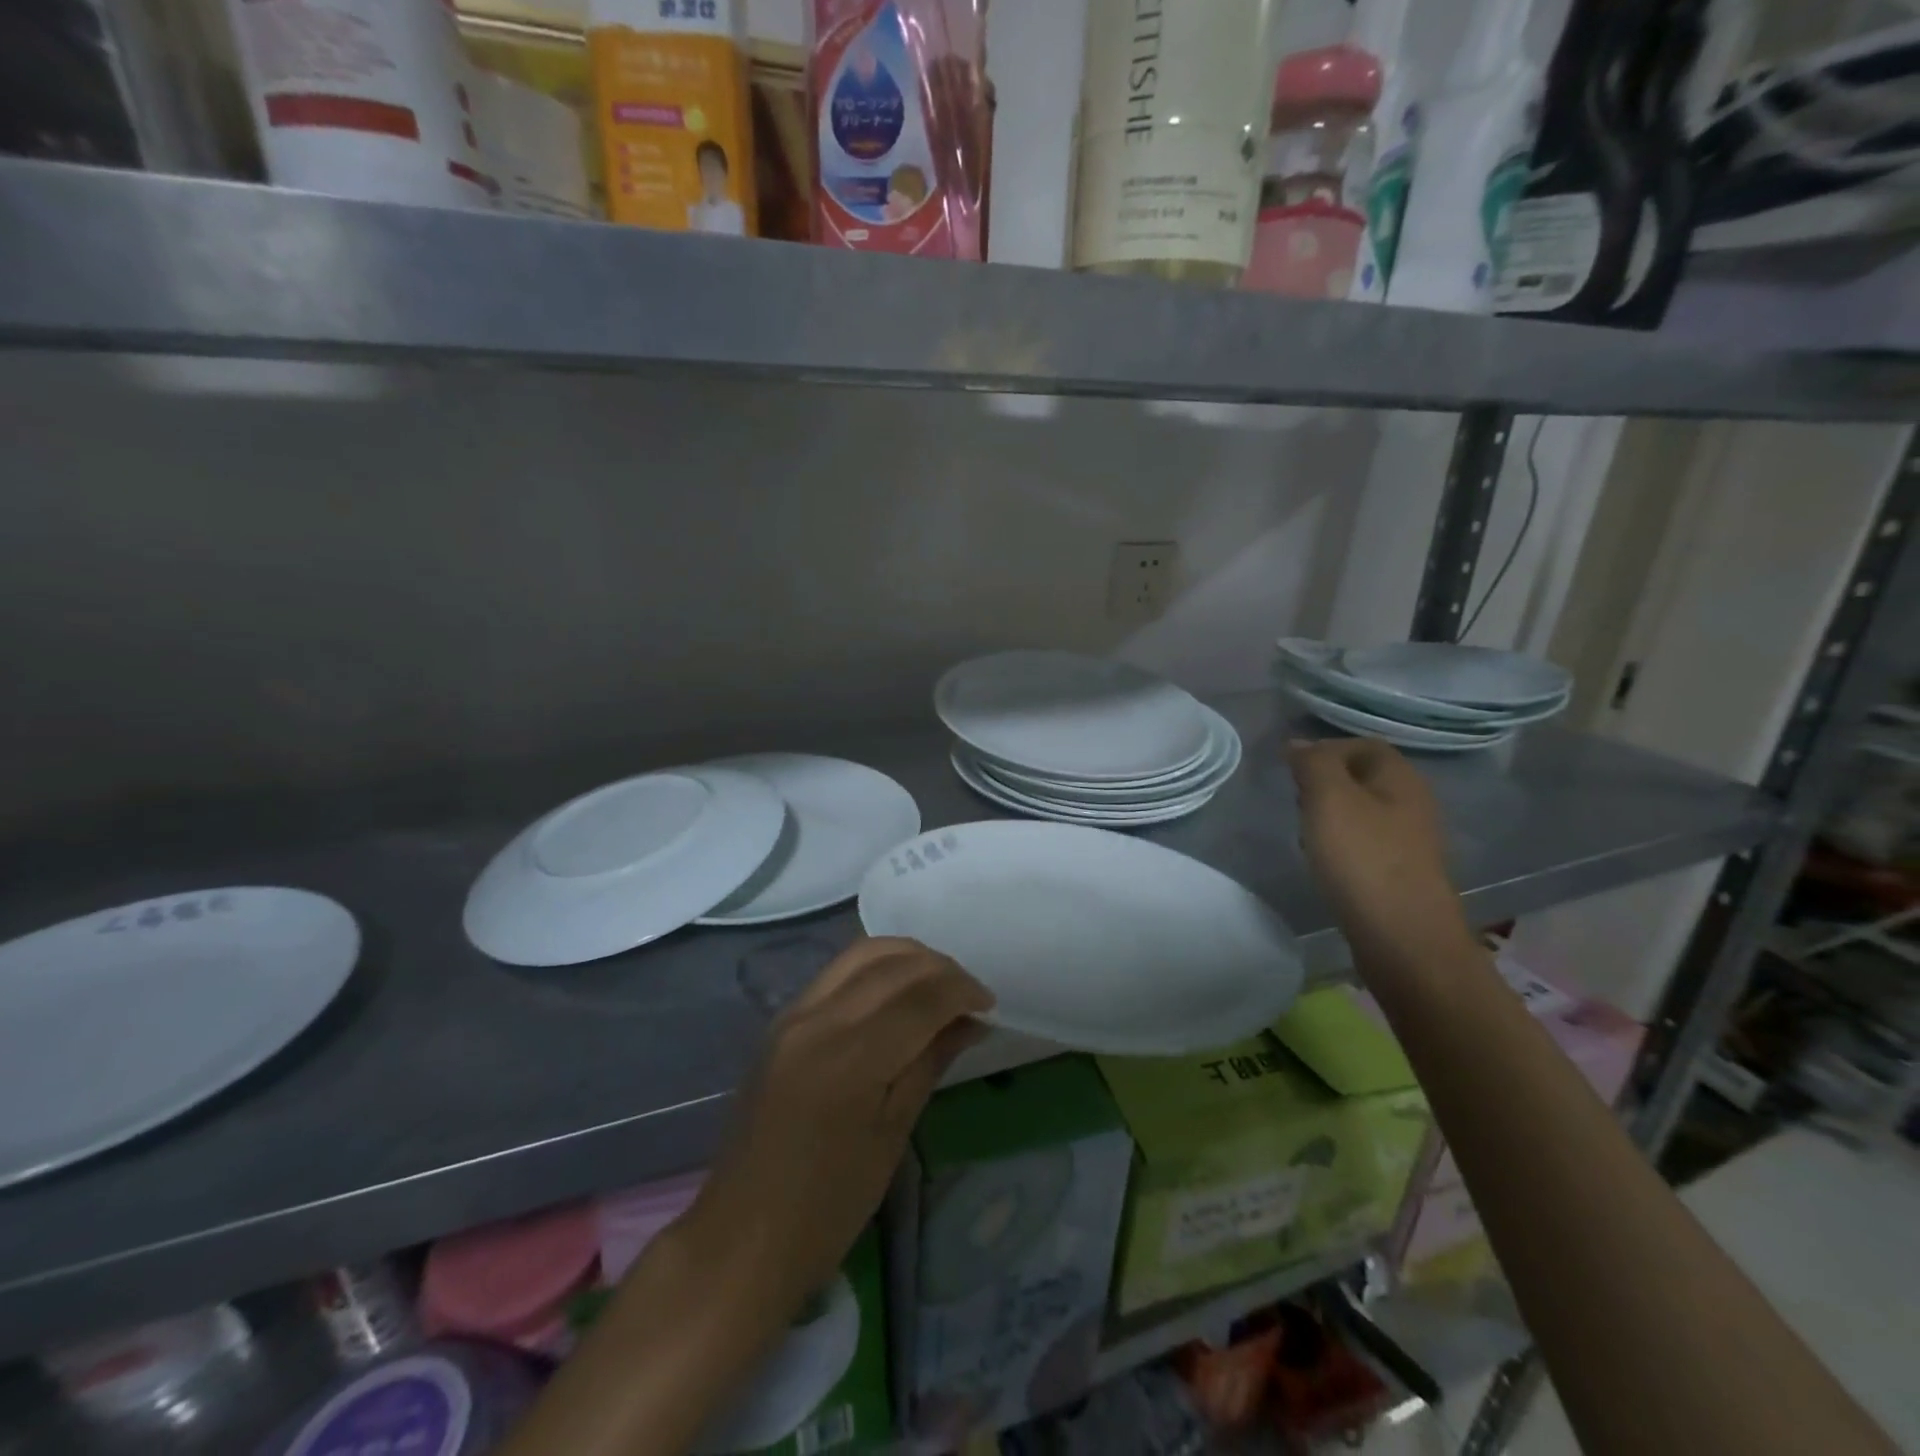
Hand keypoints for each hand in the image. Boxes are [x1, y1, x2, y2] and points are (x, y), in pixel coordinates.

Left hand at [678, 936, 992, 1318]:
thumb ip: (929, 1062)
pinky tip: (898, 992)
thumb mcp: (891, 1136)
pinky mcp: (782, 1020)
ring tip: (939, 986)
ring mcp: (794, 1013)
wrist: (741, 1236)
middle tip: (971, 996)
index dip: (962, 990)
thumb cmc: (827, 1205)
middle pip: (892, 963)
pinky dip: (877, 968)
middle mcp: (818, 1018)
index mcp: (850, 1056)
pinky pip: (838, 972)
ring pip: (862, 954)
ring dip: (909, 958)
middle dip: (941, 969)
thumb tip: (971, 1021)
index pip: (920, 996)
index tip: (990, 1005)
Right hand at [1287, 738, 1475, 968]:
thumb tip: (1298, 744)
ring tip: (1305, 831)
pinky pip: (1366, 843)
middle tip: (1295, 799)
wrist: (1403, 938)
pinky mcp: (1401, 873)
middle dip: (1325, 782)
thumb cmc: (1363, 859)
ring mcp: (1410, 841)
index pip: (1362, 745)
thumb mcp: (1329, 798)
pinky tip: (1325, 861)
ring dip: (1330, 815)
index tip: (1291, 769)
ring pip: (1362, 811)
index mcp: (1401, 778)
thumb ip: (1313, 763)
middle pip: (1363, 777)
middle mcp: (1413, 803)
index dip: (1325, 748)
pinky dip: (1341, 844)